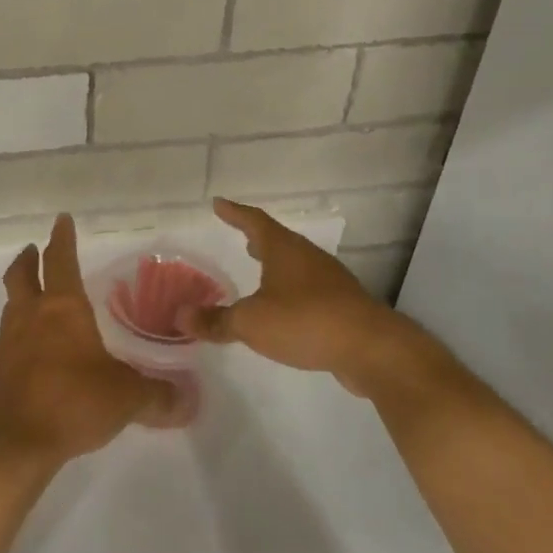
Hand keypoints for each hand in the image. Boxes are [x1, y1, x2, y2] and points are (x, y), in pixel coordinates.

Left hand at [0, 214, 173, 469]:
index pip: (61, 261)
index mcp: (62, 308)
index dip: (62, 238)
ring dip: (22, 292)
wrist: (16, 441)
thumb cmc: (74, 402)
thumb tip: (187, 400)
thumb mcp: (127, 397)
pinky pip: (9, 336)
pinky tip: (34, 346)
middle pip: (22, 274)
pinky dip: (20, 329)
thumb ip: (158, 395)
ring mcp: (9, 341)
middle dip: (29, 258)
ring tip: (34, 295)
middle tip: (34, 250)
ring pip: (12, 303)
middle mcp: (31, 316)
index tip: (62, 220)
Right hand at [180, 198, 439, 399]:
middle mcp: (308, 258)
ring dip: (275, 265)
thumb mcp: (251, 322)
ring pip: (295, 265)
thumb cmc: (305, 321)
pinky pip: (308, 289)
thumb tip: (180, 316)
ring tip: (258, 271)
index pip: (254, 222)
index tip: (219, 203)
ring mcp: (330, 281)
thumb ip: (216, 320)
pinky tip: (283, 308)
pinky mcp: (343, 306)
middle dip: (257, 239)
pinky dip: (289, 290)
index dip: (235, 213)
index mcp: (284, 250)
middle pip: (279, 241)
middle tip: (240, 237)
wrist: (372, 349)